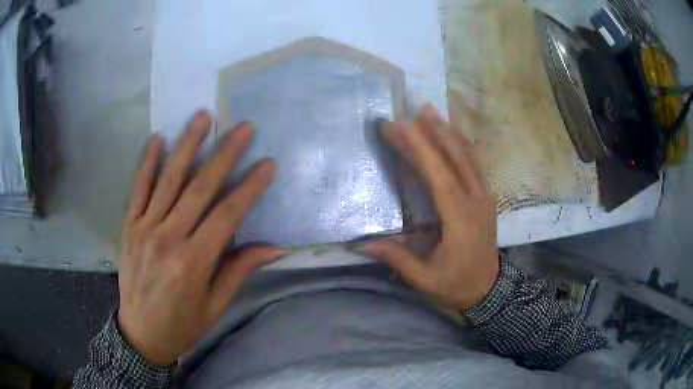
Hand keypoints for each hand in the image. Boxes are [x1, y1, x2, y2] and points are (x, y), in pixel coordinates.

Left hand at [118, 112, 281, 366]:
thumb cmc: (182, 325)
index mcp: (193, 262)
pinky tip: (156, 139)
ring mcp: (144, 229)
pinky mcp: (129, 227)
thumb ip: (238, 271)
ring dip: (187, 146)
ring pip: (168, 180)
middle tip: (242, 127)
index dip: (249, 188)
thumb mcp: (215, 306)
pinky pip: (138, 190)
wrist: (140, 334)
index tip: (267, 164)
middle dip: (224, 154)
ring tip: (202, 117)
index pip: (227, 216)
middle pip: (199, 188)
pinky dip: (147, 163)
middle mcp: (168, 238)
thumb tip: (274, 248)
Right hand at [363, 105, 498, 310]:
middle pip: (454, 158)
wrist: (490, 289)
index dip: (418, 148)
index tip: (400, 126)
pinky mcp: (487, 196)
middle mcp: (476, 200)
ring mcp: (485, 196)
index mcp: (460, 219)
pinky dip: (462, 144)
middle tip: (411, 111)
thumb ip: (398, 258)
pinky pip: (475, 163)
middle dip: (431, 132)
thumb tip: (363, 245)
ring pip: (468, 155)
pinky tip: (451, 133)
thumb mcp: (425, 279)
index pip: (438, 175)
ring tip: (430, 112)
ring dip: (448, 132)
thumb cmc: (457, 285)